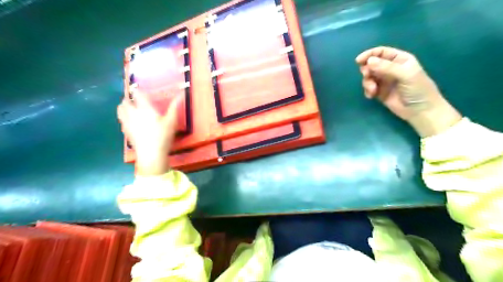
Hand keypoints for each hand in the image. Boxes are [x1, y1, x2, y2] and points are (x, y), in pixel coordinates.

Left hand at [117, 90, 180, 174]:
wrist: (151, 153)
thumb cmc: (163, 136)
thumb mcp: (172, 121)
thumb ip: (175, 107)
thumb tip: (181, 93)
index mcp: (145, 108)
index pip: (138, 94)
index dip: (138, 90)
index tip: (140, 89)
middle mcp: (133, 113)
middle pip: (126, 101)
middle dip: (129, 98)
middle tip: (135, 99)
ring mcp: (127, 122)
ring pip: (120, 109)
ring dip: (124, 106)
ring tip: (130, 107)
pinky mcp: (125, 131)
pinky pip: (121, 119)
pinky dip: (123, 116)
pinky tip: (129, 120)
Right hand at [355, 46, 460, 136]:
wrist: (420, 111)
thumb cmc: (418, 89)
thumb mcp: (405, 75)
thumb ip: (387, 67)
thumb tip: (368, 61)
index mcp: (399, 59)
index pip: (381, 52)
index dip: (369, 54)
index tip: (358, 61)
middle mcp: (390, 68)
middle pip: (372, 64)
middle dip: (367, 70)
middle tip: (367, 76)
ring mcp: (384, 81)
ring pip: (369, 76)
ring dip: (367, 82)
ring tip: (372, 90)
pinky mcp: (379, 92)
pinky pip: (368, 88)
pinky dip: (367, 91)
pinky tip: (371, 96)